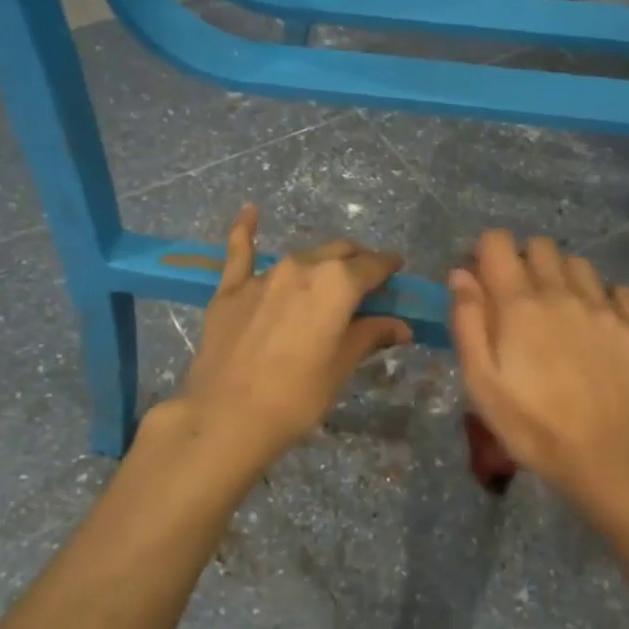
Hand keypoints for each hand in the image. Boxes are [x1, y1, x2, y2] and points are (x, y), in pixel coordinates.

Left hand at [174, 205, 411, 470]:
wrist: (226, 417)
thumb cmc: (297, 396)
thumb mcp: (342, 366)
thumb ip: (370, 335)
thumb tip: (402, 326)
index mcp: (338, 284)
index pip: (373, 265)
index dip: (389, 267)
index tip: (397, 272)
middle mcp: (303, 267)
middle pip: (339, 252)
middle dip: (357, 262)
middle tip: (366, 284)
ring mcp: (264, 275)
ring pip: (302, 256)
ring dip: (320, 263)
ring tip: (327, 279)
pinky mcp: (231, 289)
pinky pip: (240, 251)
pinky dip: (246, 230)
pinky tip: (249, 212)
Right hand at [447, 232, 628, 528]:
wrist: (605, 457)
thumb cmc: (531, 425)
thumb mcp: (481, 382)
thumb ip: (467, 321)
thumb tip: (461, 274)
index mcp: (520, 304)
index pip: (498, 242)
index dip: (485, 253)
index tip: (482, 280)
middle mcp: (563, 293)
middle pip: (540, 246)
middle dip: (523, 261)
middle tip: (519, 300)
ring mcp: (605, 307)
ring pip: (579, 264)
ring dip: (562, 277)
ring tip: (559, 312)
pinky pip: (618, 290)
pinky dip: (604, 298)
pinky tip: (597, 325)